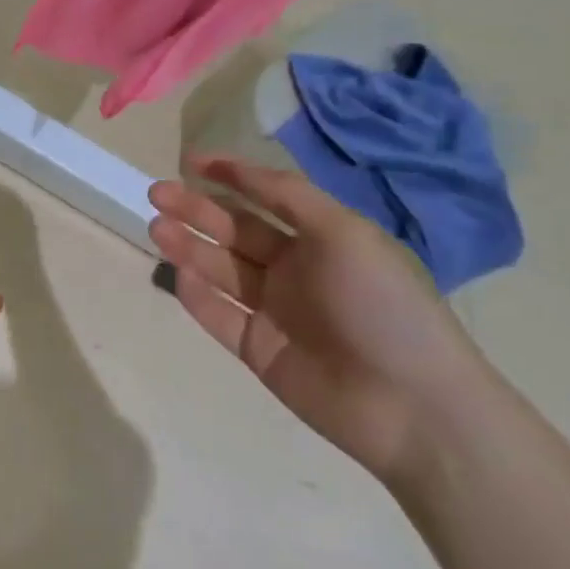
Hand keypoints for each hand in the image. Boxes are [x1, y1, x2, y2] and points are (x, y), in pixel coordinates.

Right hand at [148, 156, 485, 485]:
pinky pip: (218, 315)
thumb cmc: (383, 305)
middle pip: (235, 231)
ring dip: (188, 246)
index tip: (191, 161)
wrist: (413, 407)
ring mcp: (274, 311)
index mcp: (322, 239)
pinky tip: (180, 275)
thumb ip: (289, 196)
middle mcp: (295, 270)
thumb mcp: (344, 233)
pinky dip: (197, 295)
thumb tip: (239, 168)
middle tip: (157, 193)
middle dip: (196, 209)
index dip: (231, 176)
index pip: (267, 198)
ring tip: (156, 227)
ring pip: (220, 269)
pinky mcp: (258, 349)